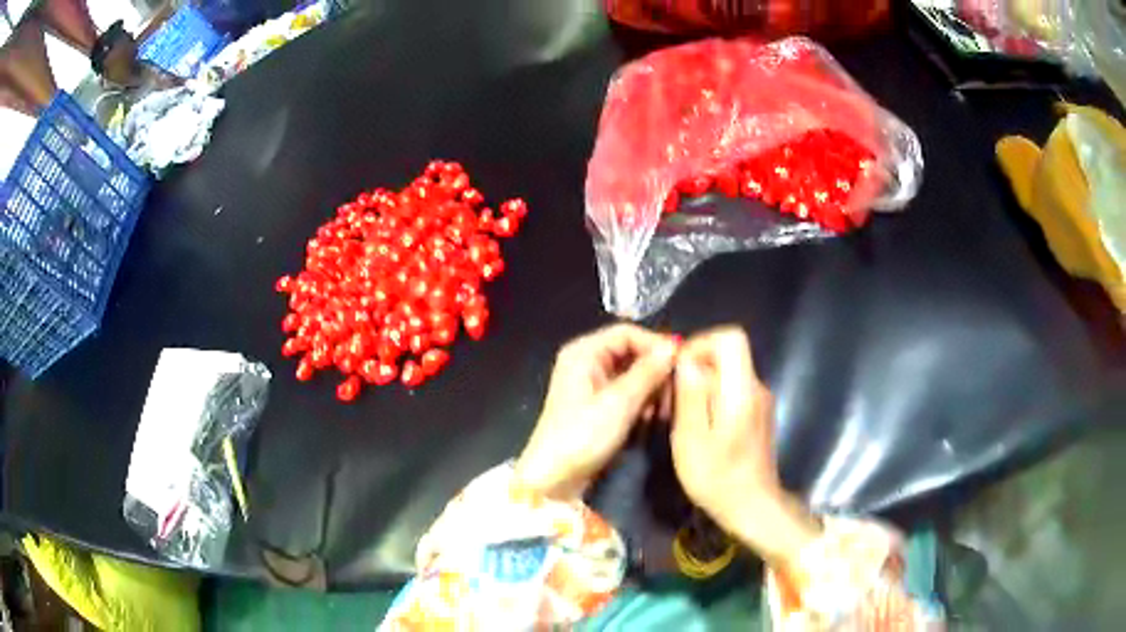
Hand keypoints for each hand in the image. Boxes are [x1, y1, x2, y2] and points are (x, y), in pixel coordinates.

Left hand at [515, 324, 678, 500]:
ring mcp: (592, 385)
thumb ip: (648, 372)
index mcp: (583, 353)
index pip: (627, 333)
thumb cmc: (582, 436)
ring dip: (651, 389)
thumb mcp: (619, 403)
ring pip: (632, 375)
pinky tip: (652, 418)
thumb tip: (673, 347)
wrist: (553, 479)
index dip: (655, 344)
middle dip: (655, 370)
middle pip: (631, 353)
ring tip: (665, 409)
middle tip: (677, 391)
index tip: (682, 363)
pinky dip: (641, 402)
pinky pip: (627, 394)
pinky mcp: (598, 407)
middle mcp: (587, 362)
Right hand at [671, 327, 820, 567]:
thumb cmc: (718, 479)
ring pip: (727, 374)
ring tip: (680, 418)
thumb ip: (691, 396)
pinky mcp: (757, 415)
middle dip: (695, 369)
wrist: (753, 508)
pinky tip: (698, 429)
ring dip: (700, 387)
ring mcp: (759, 401)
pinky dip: (711, 400)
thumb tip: (686, 360)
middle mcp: (756, 388)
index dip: (702, 343)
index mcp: (741, 390)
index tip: (679, 370)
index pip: (731, 338)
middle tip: (672, 401)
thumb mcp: (692, 440)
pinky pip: (732, 391)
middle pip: (726, 355)